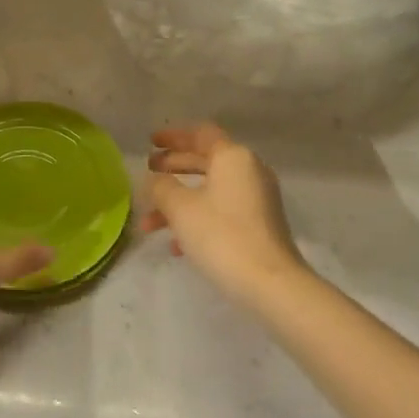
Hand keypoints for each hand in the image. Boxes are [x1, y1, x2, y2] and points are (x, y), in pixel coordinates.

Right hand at [143, 123, 306, 296]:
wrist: (270, 284)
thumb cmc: (222, 236)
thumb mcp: (180, 208)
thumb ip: (161, 187)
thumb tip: (154, 180)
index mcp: (233, 157)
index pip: (200, 134)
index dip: (173, 136)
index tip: (151, 142)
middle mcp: (249, 171)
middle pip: (205, 160)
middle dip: (173, 166)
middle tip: (148, 172)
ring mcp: (257, 199)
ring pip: (210, 190)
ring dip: (178, 201)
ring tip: (148, 223)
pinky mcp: (259, 225)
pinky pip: (221, 211)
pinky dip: (197, 219)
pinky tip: (176, 246)